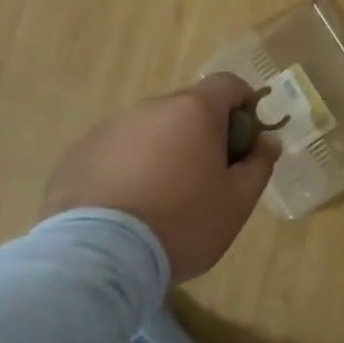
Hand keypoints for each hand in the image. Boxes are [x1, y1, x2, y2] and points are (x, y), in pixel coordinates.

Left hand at [44, 74, 278, 281]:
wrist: (98, 258)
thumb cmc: (182, 223)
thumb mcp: (237, 202)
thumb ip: (259, 165)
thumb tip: (267, 141)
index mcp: (194, 111)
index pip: (228, 84)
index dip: (243, 104)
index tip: (245, 140)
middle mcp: (151, 108)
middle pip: (187, 108)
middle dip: (201, 134)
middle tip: (205, 179)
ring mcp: (109, 129)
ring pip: (149, 130)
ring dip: (161, 151)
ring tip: (159, 199)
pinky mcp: (76, 155)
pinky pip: (114, 152)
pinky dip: (126, 169)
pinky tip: (124, 208)